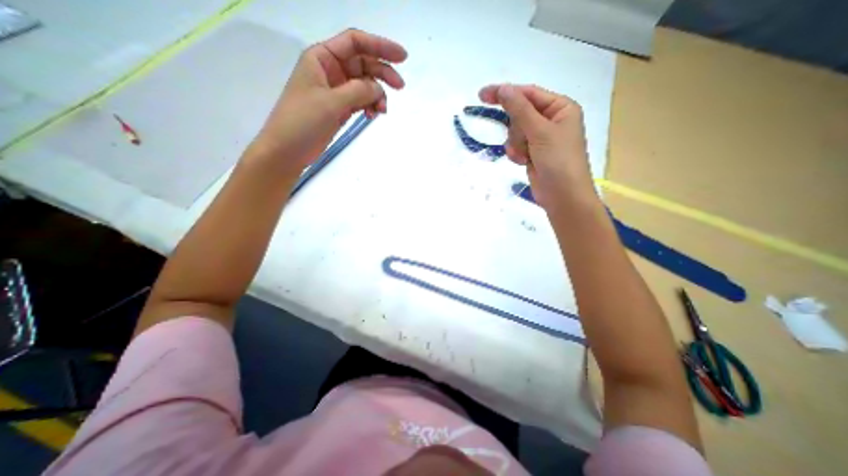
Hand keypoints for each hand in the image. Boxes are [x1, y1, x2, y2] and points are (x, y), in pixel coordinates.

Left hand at [248, 27, 405, 171]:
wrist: (287, 150)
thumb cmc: (302, 121)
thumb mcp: (331, 102)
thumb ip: (358, 91)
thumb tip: (379, 88)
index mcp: (322, 58)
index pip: (355, 43)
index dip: (380, 46)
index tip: (402, 58)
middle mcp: (330, 70)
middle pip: (363, 64)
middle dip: (382, 74)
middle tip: (400, 87)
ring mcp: (336, 91)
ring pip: (364, 85)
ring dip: (377, 95)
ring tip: (381, 111)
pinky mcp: (339, 108)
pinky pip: (361, 101)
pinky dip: (370, 106)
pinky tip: (373, 115)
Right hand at [476, 84, 595, 212]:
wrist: (562, 196)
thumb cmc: (558, 161)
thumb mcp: (540, 132)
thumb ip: (520, 109)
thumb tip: (502, 88)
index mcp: (560, 107)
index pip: (528, 94)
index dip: (506, 93)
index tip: (482, 95)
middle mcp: (551, 120)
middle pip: (520, 114)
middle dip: (516, 129)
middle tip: (523, 142)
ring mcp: (541, 138)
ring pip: (515, 132)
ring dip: (516, 144)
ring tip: (526, 156)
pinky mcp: (533, 152)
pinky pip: (516, 145)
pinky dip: (516, 153)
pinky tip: (523, 162)